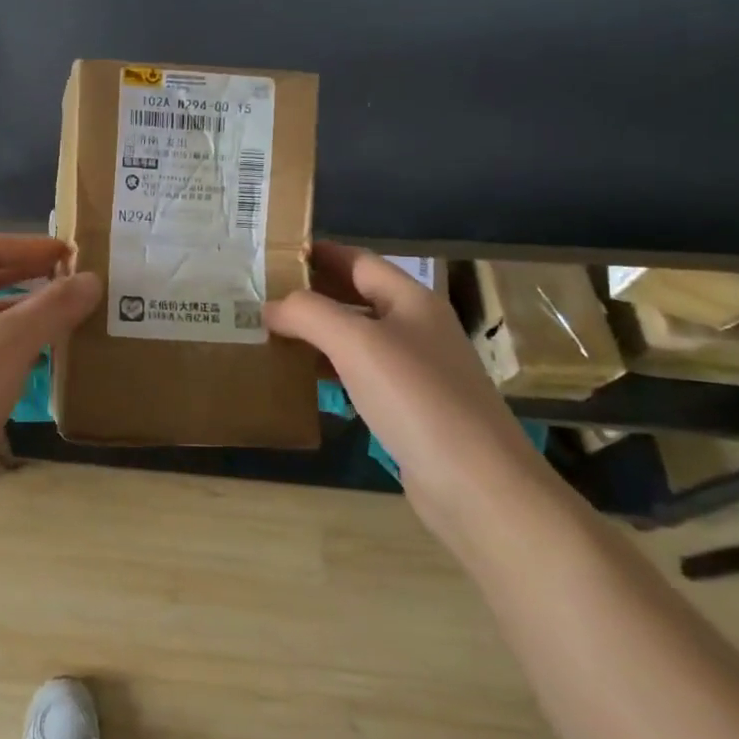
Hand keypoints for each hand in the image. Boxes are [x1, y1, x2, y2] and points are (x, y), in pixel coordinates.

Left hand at [0, 234, 100, 524]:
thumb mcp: (10, 344)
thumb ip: (52, 307)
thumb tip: (91, 279)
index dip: (27, 245)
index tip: (69, 254)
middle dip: (25, 277)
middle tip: (69, 282)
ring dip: (21, 315)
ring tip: (62, 320)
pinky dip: (11, 350)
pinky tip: (37, 364)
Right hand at [264, 244, 559, 535]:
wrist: (477, 485)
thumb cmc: (416, 397)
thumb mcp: (355, 342)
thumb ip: (308, 313)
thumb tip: (271, 307)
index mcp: (411, 300)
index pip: (358, 260)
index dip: (318, 253)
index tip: (273, 254)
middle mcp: (417, 328)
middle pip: (357, 296)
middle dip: (312, 293)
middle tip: (261, 294)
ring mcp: (417, 370)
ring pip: (357, 337)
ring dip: (317, 332)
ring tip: (271, 332)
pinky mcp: (411, 408)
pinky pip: (362, 374)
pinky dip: (331, 368)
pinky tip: (303, 378)